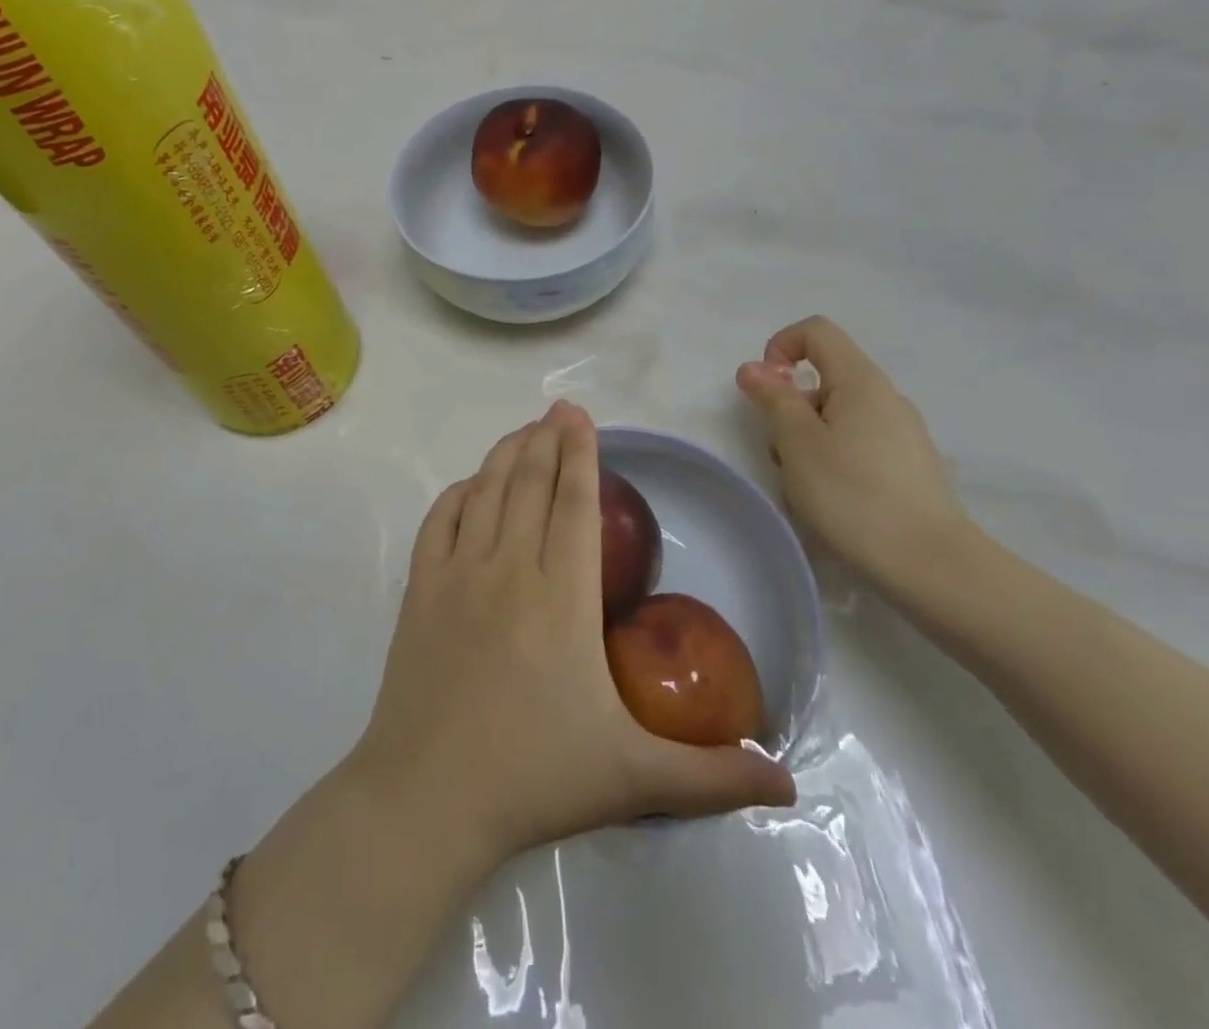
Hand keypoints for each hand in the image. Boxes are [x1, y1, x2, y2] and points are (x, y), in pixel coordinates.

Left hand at [353, 401, 795, 863]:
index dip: (580, 454)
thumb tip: (788, 782)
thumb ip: (713, 776)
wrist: (427, 798)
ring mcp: (458, 574)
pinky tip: (470, 486)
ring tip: (524, 432)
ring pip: (485, 491)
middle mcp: (510, 567)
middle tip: (559, 410)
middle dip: (546, 439)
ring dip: (506, 454)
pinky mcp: (420, 590)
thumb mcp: (634, 778)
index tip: (582, 417)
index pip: (574, 504)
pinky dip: (458, 493)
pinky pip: (439, 521)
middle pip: (530, 483)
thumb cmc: (534, 778)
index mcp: (562, 596)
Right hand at [736, 317, 970, 596]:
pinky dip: (834, 460)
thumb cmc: (852, 494)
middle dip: (791, 408)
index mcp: (861, 381)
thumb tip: (754, 368)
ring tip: (805, 487)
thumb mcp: (798, 443)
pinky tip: (834, 502)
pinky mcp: (910, 467)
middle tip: (782, 455)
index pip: (817, 331)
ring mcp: (904, 433)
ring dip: (809, 440)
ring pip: (839, 417)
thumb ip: (774, 399)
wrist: (930, 565)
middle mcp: (887, 397)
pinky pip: (859, 444)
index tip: (767, 390)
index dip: (781, 347)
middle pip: (825, 379)